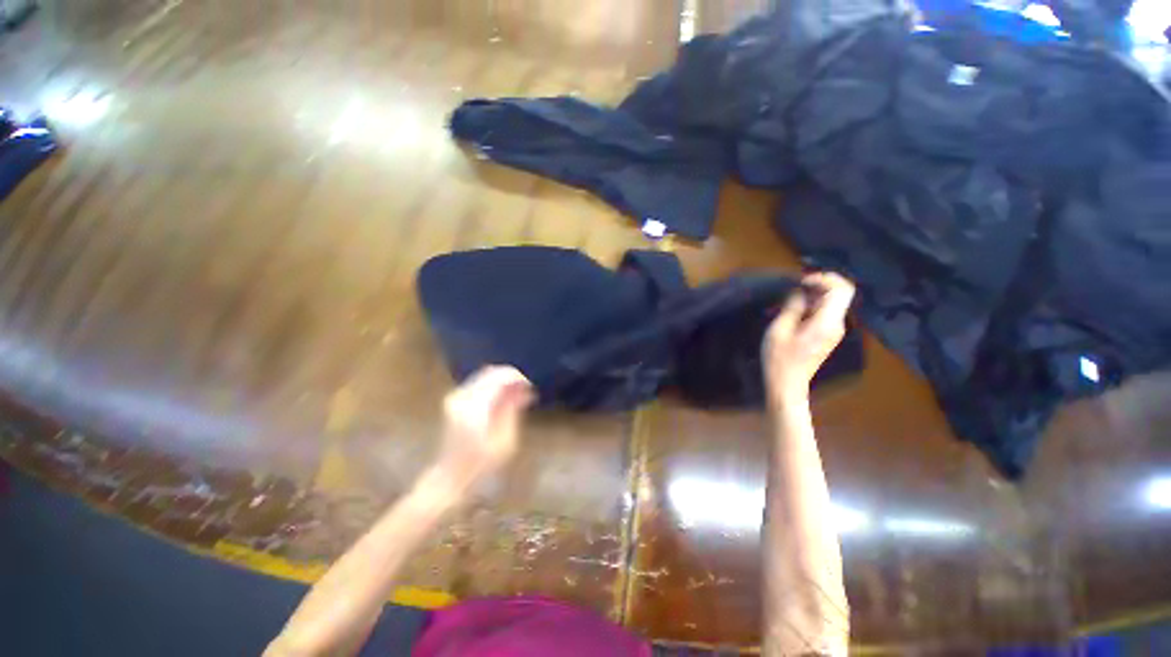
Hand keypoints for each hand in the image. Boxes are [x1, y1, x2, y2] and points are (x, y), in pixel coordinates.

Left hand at [437, 366, 534, 486]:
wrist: (450, 478)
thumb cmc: (481, 465)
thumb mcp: (504, 440)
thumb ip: (512, 409)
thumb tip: (524, 389)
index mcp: (474, 407)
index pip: (499, 378)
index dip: (518, 378)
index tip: (531, 387)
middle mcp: (462, 397)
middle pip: (491, 372)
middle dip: (511, 377)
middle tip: (526, 390)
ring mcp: (455, 397)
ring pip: (484, 376)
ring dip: (502, 381)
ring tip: (517, 395)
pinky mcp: (454, 400)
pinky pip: (478, 383)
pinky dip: (493, 386)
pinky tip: (503, 399)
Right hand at [764, 273, 855, 404]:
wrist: (787, 384)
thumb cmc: (779, 359)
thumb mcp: (779, 330)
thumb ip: (792, 307)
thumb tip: (800, 291)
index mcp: (827, 322)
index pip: (841, 289)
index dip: (825, 278)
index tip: (802, 280)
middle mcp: (837, 324)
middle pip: (839, 293)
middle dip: (820, 284)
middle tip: (795, 286)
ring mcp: (834, 331)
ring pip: (832, 302)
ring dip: (814, 295)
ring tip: (789, 299)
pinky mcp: (827, 335)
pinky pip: (826, 312)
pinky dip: (813, 305)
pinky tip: (794, 310)